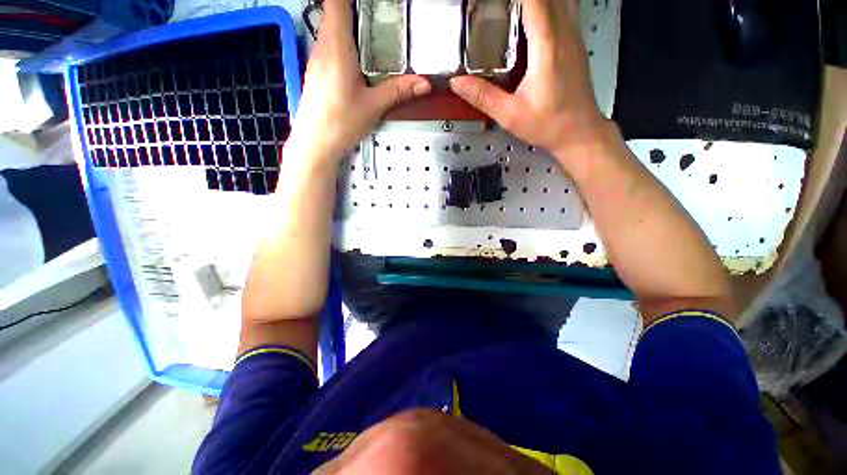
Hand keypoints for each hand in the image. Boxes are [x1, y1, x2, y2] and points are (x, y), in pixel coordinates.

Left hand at [289, 0, 431, 162]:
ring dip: (348, 23)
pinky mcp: (315, 71)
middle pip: (334, 11)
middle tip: (380, 15)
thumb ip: (398, 91)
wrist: (314, 143)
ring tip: (371, 30)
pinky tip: (356, 56)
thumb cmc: (342, 122)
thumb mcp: (373, 107)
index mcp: (337, 46)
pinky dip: (342, 39)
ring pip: (330, 27)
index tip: (370, 3)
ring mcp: (316, 58)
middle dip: (354, 9)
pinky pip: (328, 44)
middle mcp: (323, 45)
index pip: (336, 2)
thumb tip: (425, 83)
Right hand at [449, 0, 606, 158]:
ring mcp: (573, 37)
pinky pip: (564, 10)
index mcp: (547, 47)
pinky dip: (547, 6)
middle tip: (496, 6)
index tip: (491, 1)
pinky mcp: (575, 44)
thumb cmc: (547, 124)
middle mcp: (564, 34)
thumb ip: (483, 97)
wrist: (579, 131)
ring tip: (512, 10)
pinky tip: (532, 16)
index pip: (533, 2)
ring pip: (559, 0)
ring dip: (537, 1)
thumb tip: (457, 82)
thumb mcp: (510, 115)